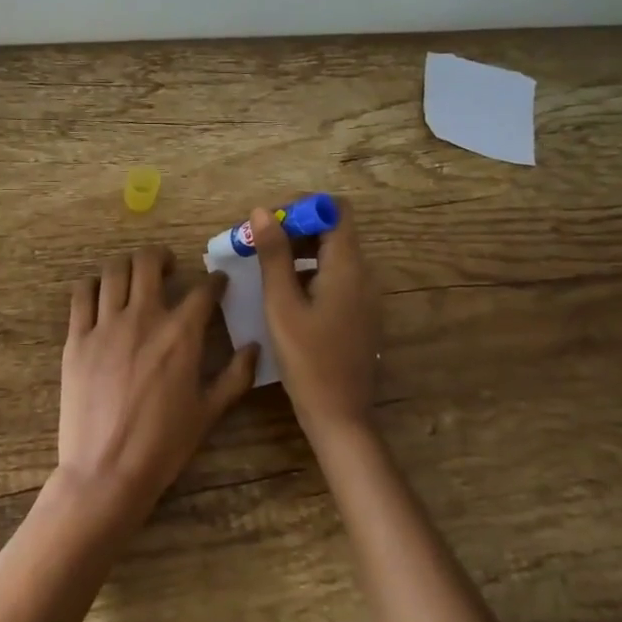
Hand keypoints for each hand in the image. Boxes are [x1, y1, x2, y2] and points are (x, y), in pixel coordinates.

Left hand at [57, 248, 259, 525]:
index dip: (215, 281)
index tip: (218, 282)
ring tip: (134, 277)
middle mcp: (143, 318)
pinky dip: (94, 285)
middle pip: (149, 262)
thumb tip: (254, 347)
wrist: (107, 470)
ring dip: (128, 266)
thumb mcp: (209, 413)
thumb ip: (235, 376)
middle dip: (162, 257)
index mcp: (181, 334)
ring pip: (114, 270)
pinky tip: (102, 294)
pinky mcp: (76, 338)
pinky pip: (82, 294)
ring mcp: (105, 325)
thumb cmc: (163, 445)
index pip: (203, 290)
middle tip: (168, 268)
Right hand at [252, 201, 379, 435]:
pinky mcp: (358, 313)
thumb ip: (274, 255)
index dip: (303, 207)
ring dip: (299, 251)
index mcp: (347, 266)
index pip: (335, 209)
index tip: (270, 222)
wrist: (339, 415)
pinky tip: (283, 293)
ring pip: (332, 254)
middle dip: (295, 229)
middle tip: (257, 245)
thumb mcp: (282, 304)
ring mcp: (364, 295)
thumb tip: (262, 211)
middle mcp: (363, 274)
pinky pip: (335, 277)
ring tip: (263, 267)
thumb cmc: (307, 359)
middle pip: (333, 230)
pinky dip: (309, 272)